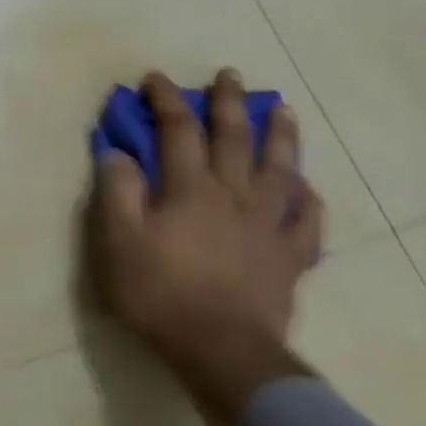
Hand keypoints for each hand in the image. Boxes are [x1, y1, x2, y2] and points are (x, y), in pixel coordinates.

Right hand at [90, 69, 322, 372]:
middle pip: (234, 138)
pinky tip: (306, 189)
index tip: (155, 78)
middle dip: (228, 102)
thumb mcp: (117, 242)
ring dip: (280, 135)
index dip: (165, 100)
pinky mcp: (290, 257)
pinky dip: (308, 200)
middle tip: (229, 76)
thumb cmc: (159, 293)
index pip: (177, 130)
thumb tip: (117, 152)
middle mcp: (234, 194)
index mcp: (190, 188)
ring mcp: (268, 225)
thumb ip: (117, 191)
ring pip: (280, 169)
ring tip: (283, 111)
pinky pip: (306, 221)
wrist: (220, 349)